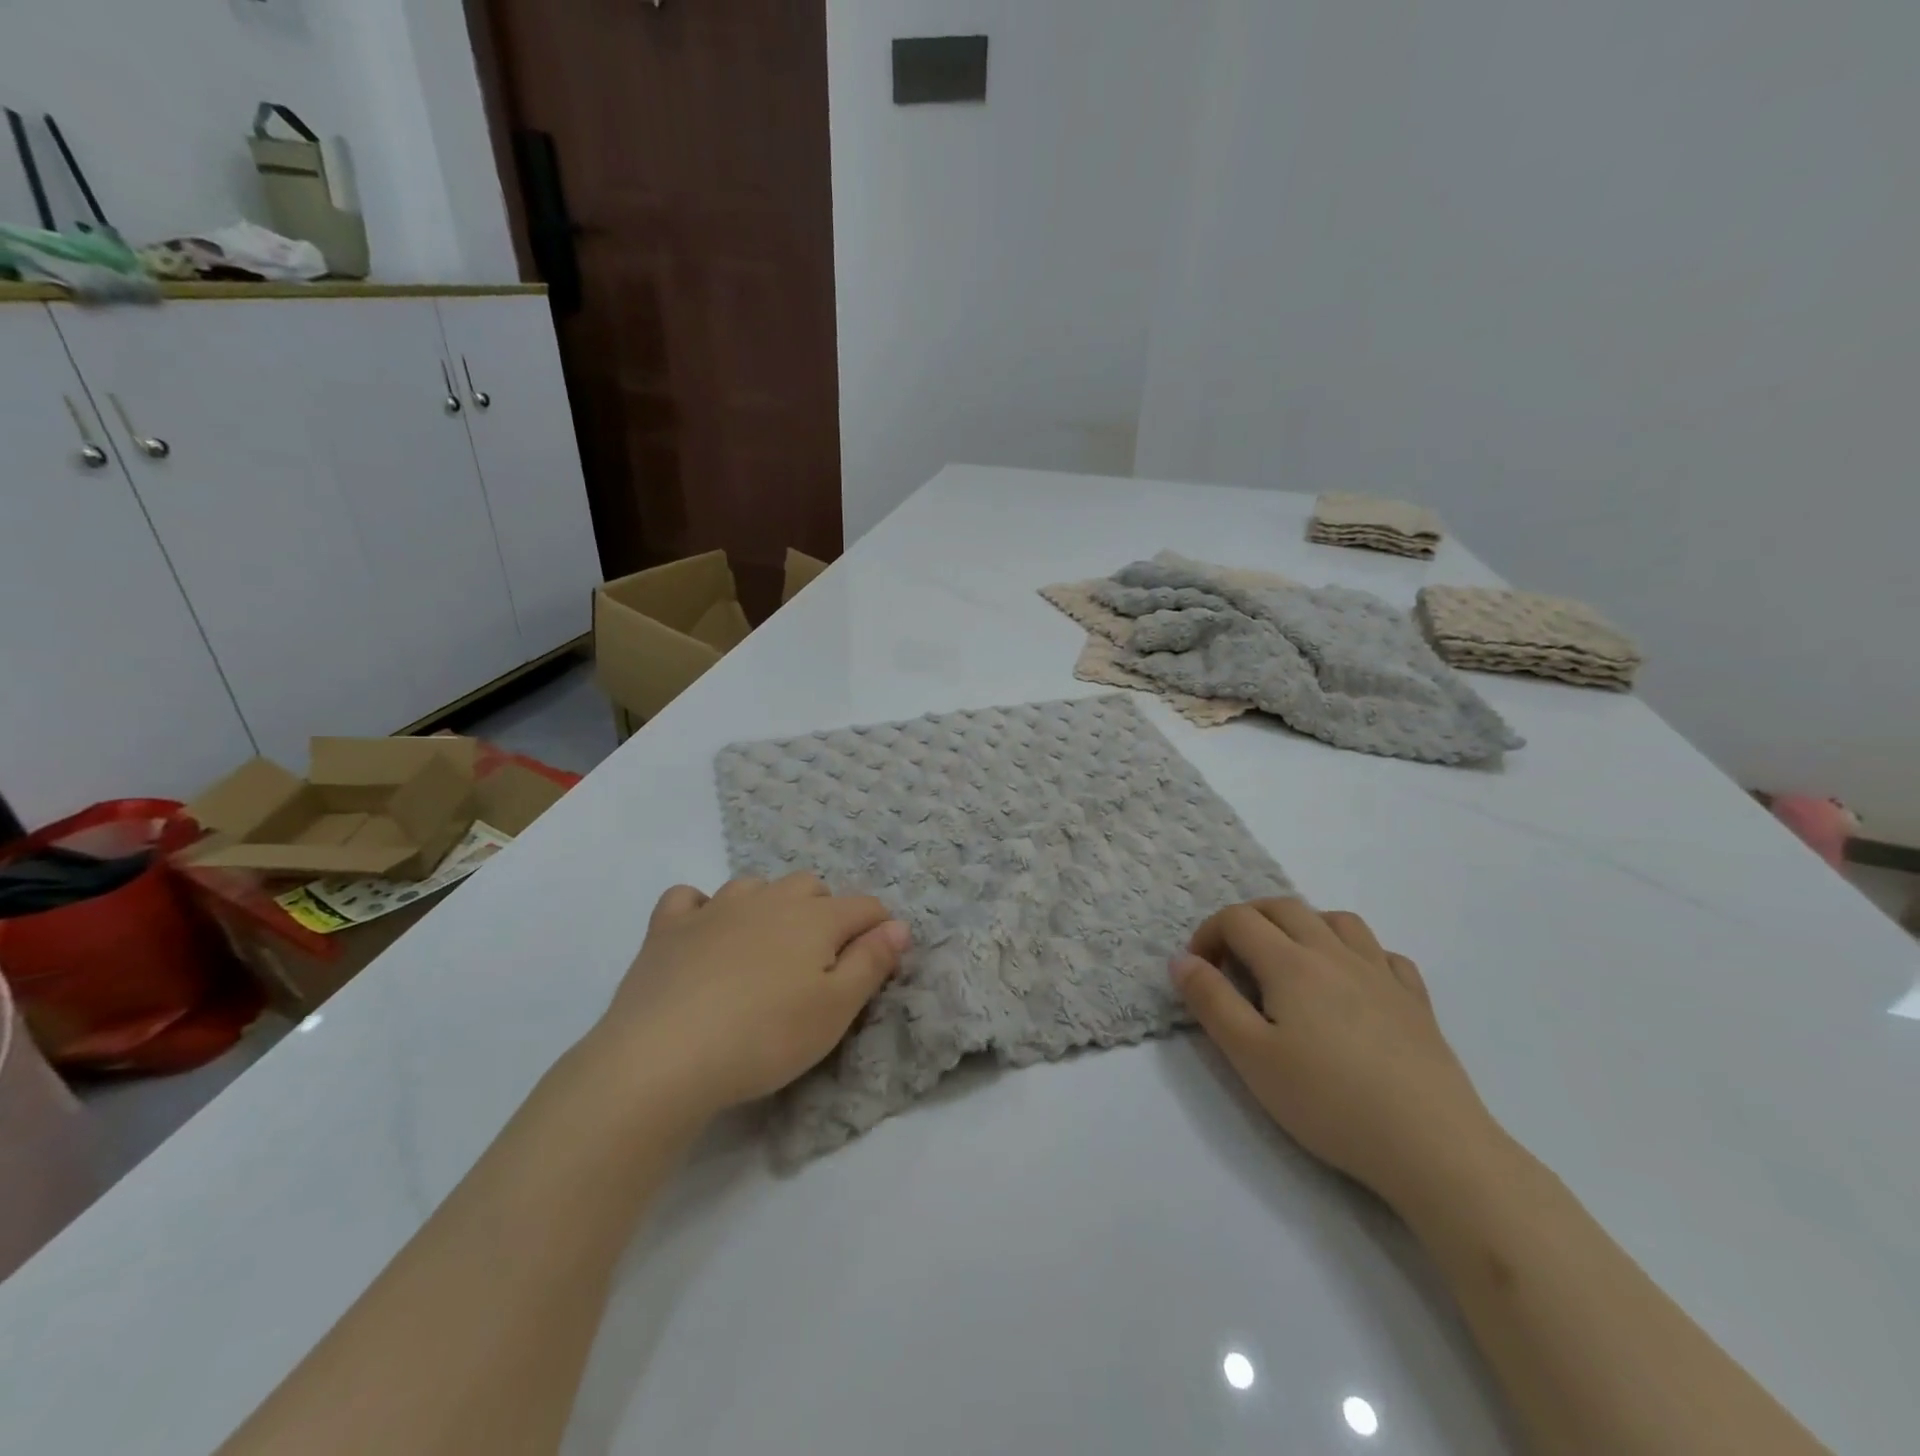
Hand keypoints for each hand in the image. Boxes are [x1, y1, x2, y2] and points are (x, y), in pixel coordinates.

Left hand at [595, 874, 909, 1120]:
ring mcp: (715, 908)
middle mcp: (769, 900)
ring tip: (765, 947)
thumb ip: (872, 963)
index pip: (864, 907)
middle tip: (819, 962)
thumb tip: (900, 925)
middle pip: (810, 887)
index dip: (879, 928)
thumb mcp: (835, 1010)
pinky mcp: (668, 927)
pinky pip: (689, 898)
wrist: (663, 1056)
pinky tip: (702, 934)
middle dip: (825, 912)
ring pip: (755, 886)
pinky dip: (702, 909)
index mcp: (815, 918)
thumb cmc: (765, 1037)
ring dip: (769, 906)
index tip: (878, 960)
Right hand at [1173, 899, 1499, 1208]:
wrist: (1432, 1147)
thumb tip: (1181, 960)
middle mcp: (1334, 953)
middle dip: (1248, 921)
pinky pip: (1384, 953)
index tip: (1200, 970)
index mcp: (1290, 963)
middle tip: (1232, 960)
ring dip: (1302, 926)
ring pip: (1337, 920)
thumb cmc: (1329, 1102)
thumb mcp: (1250, 1056)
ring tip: (1289, 962)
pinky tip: (1352, 982)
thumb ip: (1210, 1001)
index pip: (1238, 919)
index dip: (1208, 934)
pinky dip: (1356, 952)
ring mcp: (1381, 974)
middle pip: (1284, 907)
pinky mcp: (1416, 1001)